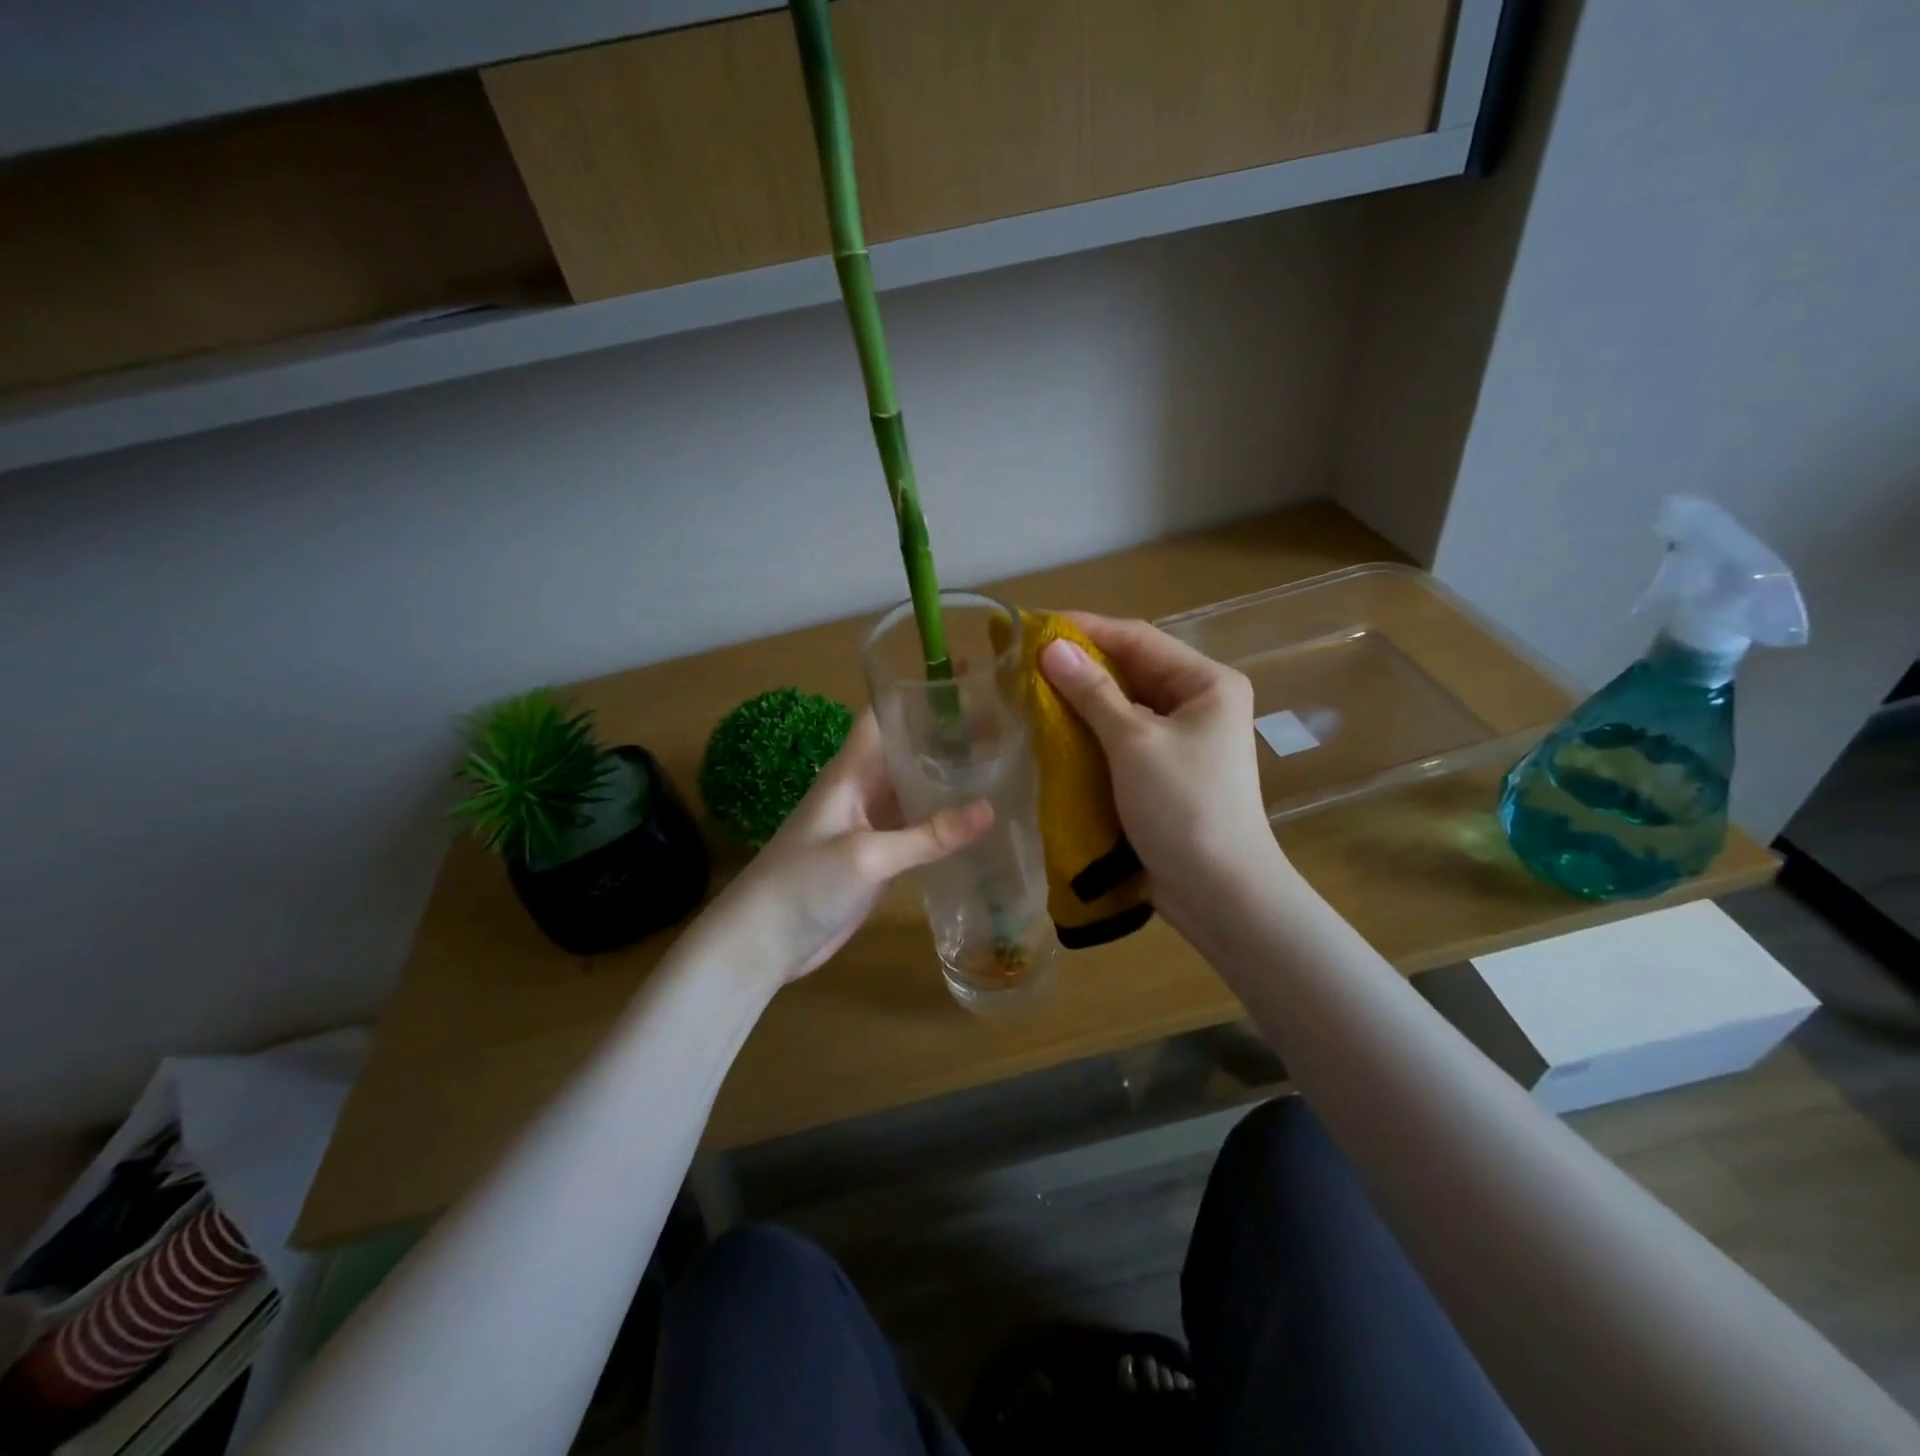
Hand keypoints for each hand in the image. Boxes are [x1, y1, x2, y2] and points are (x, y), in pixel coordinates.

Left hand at [718, 711, 992, 985]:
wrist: (764, 941)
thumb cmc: (804, 884)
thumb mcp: (867, 856)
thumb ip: (928, 835)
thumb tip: (991, 809)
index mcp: (851, 771)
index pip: (884, 717)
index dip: (918, 696)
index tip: (966, 683)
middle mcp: (863, 788)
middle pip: (907, 751)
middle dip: (947, 738)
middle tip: (1004, 727)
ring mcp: (871, 823)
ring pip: (915, 789)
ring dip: (949, 780)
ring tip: (1002, 766)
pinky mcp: (879, 855)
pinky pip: (917, 827)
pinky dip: (944, 822)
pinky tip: (978, 821)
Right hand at [1039, 614, 1288, 937]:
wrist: (1220, 891)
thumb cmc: (1183, 805)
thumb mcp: (1133, 742)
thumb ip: (1092, 691)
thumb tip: (1051, 647)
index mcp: (1207, 682)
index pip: (1138, 639)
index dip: (1086, 629)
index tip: (1034, 625)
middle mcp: (1200, 702)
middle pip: (1133, 669)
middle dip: (1082, 664)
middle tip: (1026, 659)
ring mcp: (1184, 738)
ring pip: (1125, 704)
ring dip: (1083, 698)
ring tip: (1032, 689)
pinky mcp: (1166, 769)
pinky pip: (1124, 736)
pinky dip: (1092, 731)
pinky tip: (1056, 729)